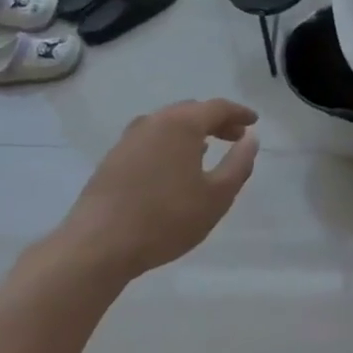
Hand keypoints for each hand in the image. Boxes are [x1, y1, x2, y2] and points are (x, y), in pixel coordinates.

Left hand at [44, 100, 260, 284]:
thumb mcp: (216, 196)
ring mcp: (129, 138)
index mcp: (182, 124)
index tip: (253, 122)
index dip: (239, 113)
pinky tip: (173, 166)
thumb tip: (251, 139)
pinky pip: (150, 139)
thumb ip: (238, 164)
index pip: (217, 107)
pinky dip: (169, 143)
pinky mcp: (113, 158)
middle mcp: (154, 121)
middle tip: (234, 137)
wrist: (98, 245)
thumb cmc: (166, 219)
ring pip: (168, 124)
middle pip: (191, 111)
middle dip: (216, 121)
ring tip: (206, 150)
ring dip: (191, 132)